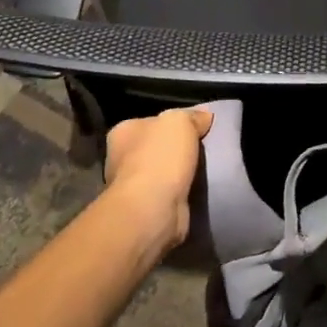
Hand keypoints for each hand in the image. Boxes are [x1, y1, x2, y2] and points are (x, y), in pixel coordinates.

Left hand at [103, 107, 213, 252]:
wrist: (152, 211)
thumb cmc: (160, 158)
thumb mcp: (180, 122)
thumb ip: (192, 116)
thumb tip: (204, 116)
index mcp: (123, 132)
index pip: (152, 122)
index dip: (174, 124)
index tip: (196, 129)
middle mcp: (121, 158)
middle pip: (156, 148)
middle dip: (176, 151)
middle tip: (204, 151)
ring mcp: (132, 187)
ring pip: (162, 173)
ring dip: (179, 175)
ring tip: (205, 173)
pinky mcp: (145, 210)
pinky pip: (168, 195)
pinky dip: (180, 195)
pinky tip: (197, 193)